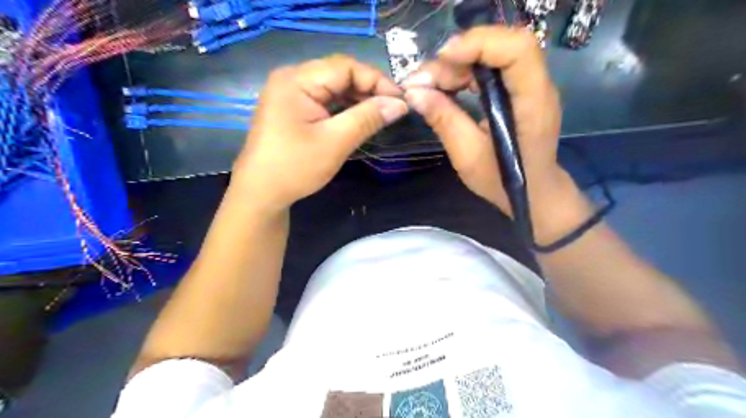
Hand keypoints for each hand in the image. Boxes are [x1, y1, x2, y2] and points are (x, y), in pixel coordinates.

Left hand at [232, 54, 406, 212]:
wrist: (261, 194)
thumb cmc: (295, 168)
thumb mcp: (335, 142)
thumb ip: (368, 118)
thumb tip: (400, 104)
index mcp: (297, 80)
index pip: (345, 66)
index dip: (376, 80)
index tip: (400, 100)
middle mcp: (292, 79)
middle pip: (339, 74)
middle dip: (368, 90)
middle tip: (393, 109)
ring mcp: (291, 94)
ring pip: (334, 88)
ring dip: (359, 99)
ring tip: (381, 115)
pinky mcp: (294, 109)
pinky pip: (325, 101)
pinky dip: (345, 109)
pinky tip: (360, 119)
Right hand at [402, 26, 574, 242]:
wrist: (533, 193)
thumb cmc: (503, 181)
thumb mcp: (467, 156)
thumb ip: (444, 120)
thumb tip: (414, 92)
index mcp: (532, 103)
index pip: (517, 50)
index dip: (478, 45)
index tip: (441, 60)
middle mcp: (537, 86)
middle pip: (502, 45)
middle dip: (458, 56)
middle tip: (424, 80)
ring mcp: (530, 86)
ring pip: (494, 54)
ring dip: (457, 64)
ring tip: (429, 85)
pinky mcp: (519, 91)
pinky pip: (491, 68)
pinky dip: (464, 73)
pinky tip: (445, 87)